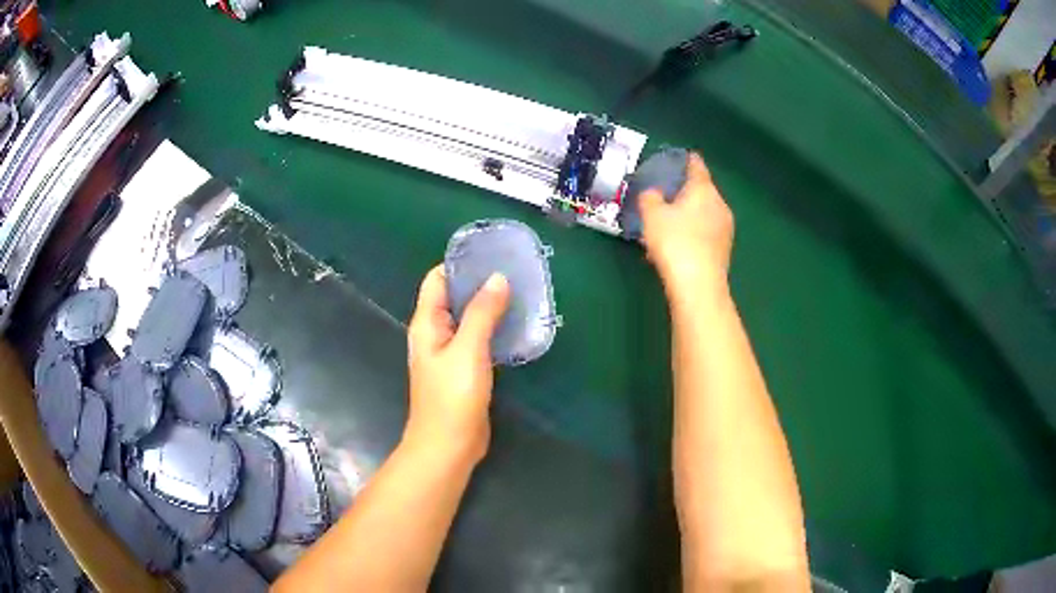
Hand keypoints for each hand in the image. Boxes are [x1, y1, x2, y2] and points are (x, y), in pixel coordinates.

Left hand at [405, 265, 509, 463]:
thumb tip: (498, 278)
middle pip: (454, 297)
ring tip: (520, 292)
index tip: (490, 253)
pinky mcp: (465, 370)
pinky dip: (493, 328)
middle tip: (514, 271)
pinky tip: (516, 325)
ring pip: (469, 319)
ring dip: (489, 306)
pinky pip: (478, 340)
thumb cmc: (452, 397)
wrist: (449, 446)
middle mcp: (435, 334)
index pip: (437, 280)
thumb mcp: (468, 350)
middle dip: (479, 283)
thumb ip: (482, 313)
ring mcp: (450, 353)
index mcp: (427, 324)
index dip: (459, 264)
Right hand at [640, 152, 733, 289]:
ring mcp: (725, 229)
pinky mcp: (723, 251)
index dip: (687, 160)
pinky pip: (704, 234)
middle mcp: (719, 205)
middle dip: (685, 192)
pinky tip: (675, 246)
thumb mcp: (652, 216)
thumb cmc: (675, 242)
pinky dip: (691, 234)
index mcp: (704, 190)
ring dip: (687, 216)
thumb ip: (650, 198)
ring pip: (703, 214)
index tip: (681, 157)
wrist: (698, 285)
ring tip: (666, 224)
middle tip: (665, 195)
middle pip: (702, 192)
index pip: (697, 166)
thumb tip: (653, 193)